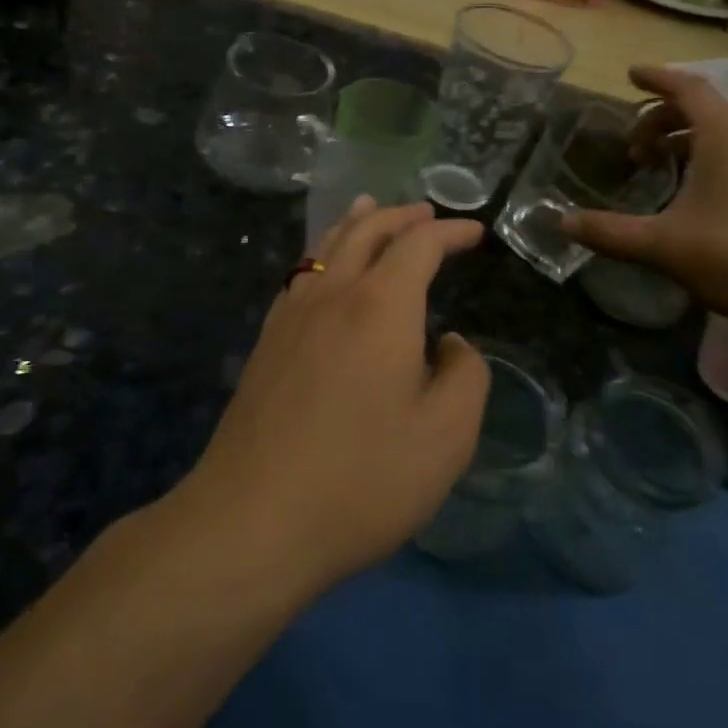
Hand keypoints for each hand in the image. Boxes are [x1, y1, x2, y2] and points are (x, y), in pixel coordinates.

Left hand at [182, 199, 490, 596]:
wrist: (253, 519)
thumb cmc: (363, 478)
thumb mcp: (446, 436)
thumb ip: (466, 376)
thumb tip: (452, 343)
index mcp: (381, 305)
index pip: (419, 244)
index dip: (449, 232)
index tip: (473, 233)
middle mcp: (333, 293)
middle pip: (367, 230)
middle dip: (402, 216)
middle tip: (428, 213)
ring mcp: (291, 315)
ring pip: (325, 245)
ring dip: (356, 223)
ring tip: (370, 209)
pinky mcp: (266, 342)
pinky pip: (300, 273)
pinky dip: (323, 252)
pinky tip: (325, 268)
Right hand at [562, 65, 727, 336]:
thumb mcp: (663, 245)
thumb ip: (610, 232)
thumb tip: (563, 223)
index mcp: (724, 138)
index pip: (687, 88)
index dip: (656, 78)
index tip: (629, 74)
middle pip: (702, 109)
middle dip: (662, 118)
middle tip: (633, 147)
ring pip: (720, 135)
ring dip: (683, 141)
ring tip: (656, 167)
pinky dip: (703, 160)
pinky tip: (689, 197)